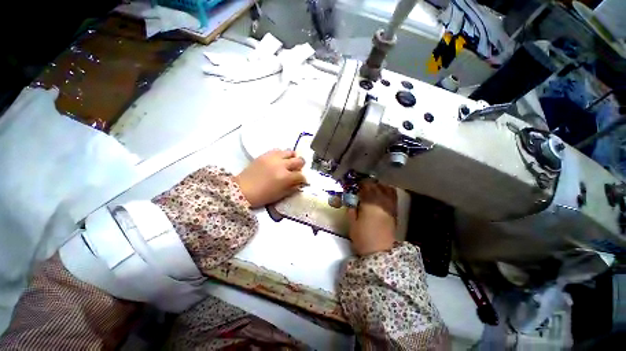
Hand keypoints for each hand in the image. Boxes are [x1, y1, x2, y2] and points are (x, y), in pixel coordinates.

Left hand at [234, 150, 305, 207]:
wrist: (242, 190)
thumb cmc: (262, 196)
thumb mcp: (280, 195)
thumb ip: (292, 188)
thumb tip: (299, 183)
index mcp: (286, 177)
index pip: (301, 175)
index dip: (303, 179)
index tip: (302, 181)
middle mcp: (282, 165)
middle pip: (299, 160)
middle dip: (301, 166)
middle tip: (297, 170)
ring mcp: (273, 158)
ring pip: (290, 152)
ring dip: (292, 158)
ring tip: (289, 163)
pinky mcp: (265, 154)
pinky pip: (278, 150)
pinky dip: (282, 154)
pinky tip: (279, 160)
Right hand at [347, 180, 396, 255]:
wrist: (379, 252)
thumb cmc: (363, 238)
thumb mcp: (352, 225)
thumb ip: (351, 211)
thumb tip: (352, 202)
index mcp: (369, 205)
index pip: (366, 189)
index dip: (361, 184)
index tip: (357, 183)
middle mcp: (381, 203)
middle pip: (376, 187)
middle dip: (370, 184)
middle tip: (364, 184)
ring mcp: (389, 207)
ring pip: (386, 190)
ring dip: (380, 185)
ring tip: (374, 185)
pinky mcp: (394, 213)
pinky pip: (393, 197)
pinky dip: (389, 191)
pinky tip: (385, 190)